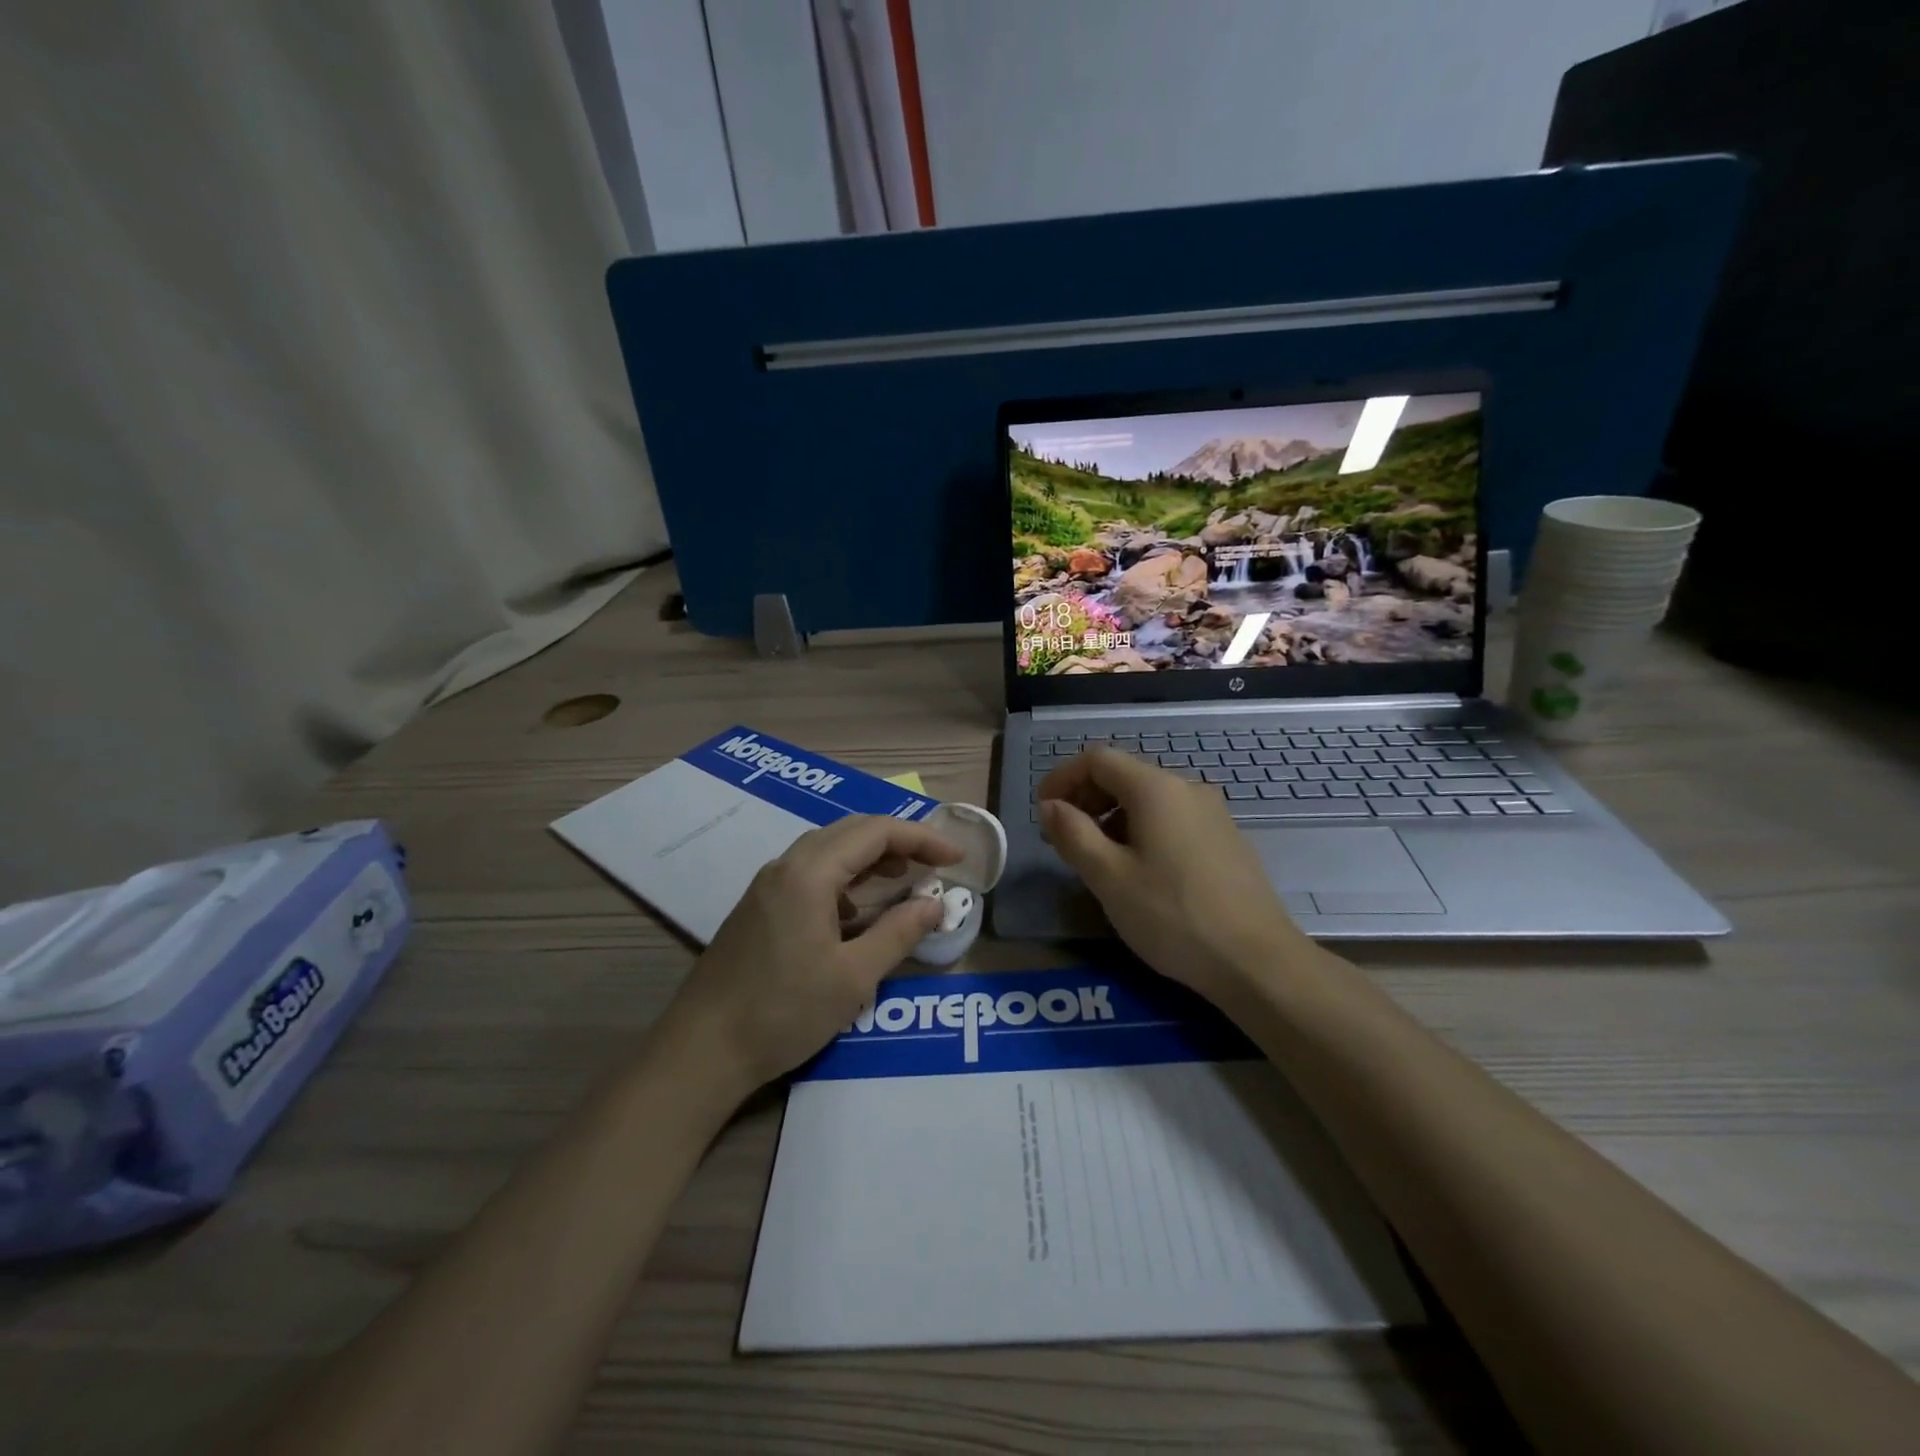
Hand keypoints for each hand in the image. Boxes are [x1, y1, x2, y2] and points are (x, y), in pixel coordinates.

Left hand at [663, 814, 962, 1092]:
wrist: (701, 1051)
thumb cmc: (783, 1012)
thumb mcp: (853, 977)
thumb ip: (899, 933)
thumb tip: (935, 904)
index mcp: (810, 873)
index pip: (876, 832)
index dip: (922, 839)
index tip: (956, 858)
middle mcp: (786, 865)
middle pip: (851, 831)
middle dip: (898, 841)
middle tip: (934, 864)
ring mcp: (767, 885)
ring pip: (829, 849)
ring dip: (870, 857)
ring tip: (904, 880)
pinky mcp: (759, 906)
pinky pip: (810, 872)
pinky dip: (845, 877)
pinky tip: (856, 910)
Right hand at [1037, 747, 1302, 1001]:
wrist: (1257, 961)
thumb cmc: (1173, 916)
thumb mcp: (1109, 877)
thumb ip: (1072, 834)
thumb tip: (1050, 806)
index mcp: (1156, 789)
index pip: (1098, 759)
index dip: (1062, 777)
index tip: (1042, 810)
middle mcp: (1187, 789)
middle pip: (1124, 775)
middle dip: (1085, 797)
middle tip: (1061, 836)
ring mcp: (1212, 814)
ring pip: (1148, 799)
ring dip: (1111, 816)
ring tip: (1094, 857)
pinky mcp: (1225, 840)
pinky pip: (1171, 819)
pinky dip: (1140, 830)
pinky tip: (1137, 870)